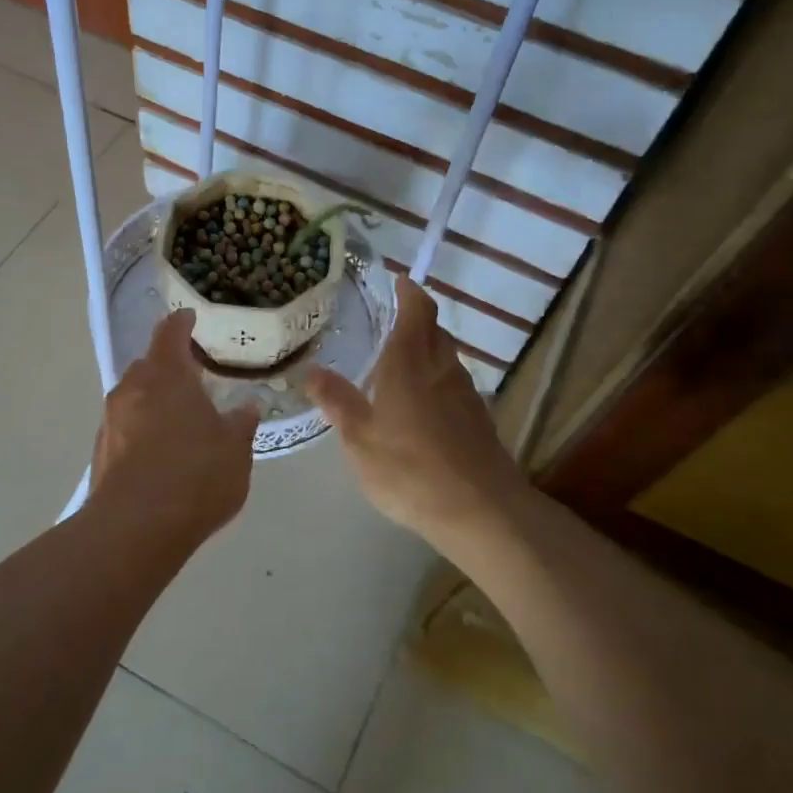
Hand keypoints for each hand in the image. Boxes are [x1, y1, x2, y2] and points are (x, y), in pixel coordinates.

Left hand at [90, 309, 259, 544]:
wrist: (135, 529)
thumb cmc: (195, 475)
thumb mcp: (235, 449)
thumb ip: (241, 423)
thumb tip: (247, 406)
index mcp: (166, 375)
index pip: (170, 333)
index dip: (181, 323)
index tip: (190, 318)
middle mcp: (132, 389)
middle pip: (148, 365)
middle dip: (168, 367)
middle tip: (194, 378)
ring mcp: (111, 421)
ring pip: (135, 398)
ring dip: (154, 401)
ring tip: (180, 420)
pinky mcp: (101, 453)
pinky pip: (126, 428)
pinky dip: (143, 430)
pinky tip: (162, 455)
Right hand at [306, 276, 531, 561]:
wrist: (481, 511)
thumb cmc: (410, 470)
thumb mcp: (360, 440)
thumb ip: (338, 403)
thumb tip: (312, 371)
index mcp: (411, 364)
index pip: (417, 310)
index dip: (408, 291)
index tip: (395, 280)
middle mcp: (442, 368)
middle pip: (434, 330)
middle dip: (414, 320)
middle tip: (384, 322)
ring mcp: (465, 393)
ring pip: (445, 357)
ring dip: (426, 350)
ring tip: (396, 363)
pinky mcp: (477, 418)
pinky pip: (453, 384)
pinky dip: (436, 379)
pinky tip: (419, 404)